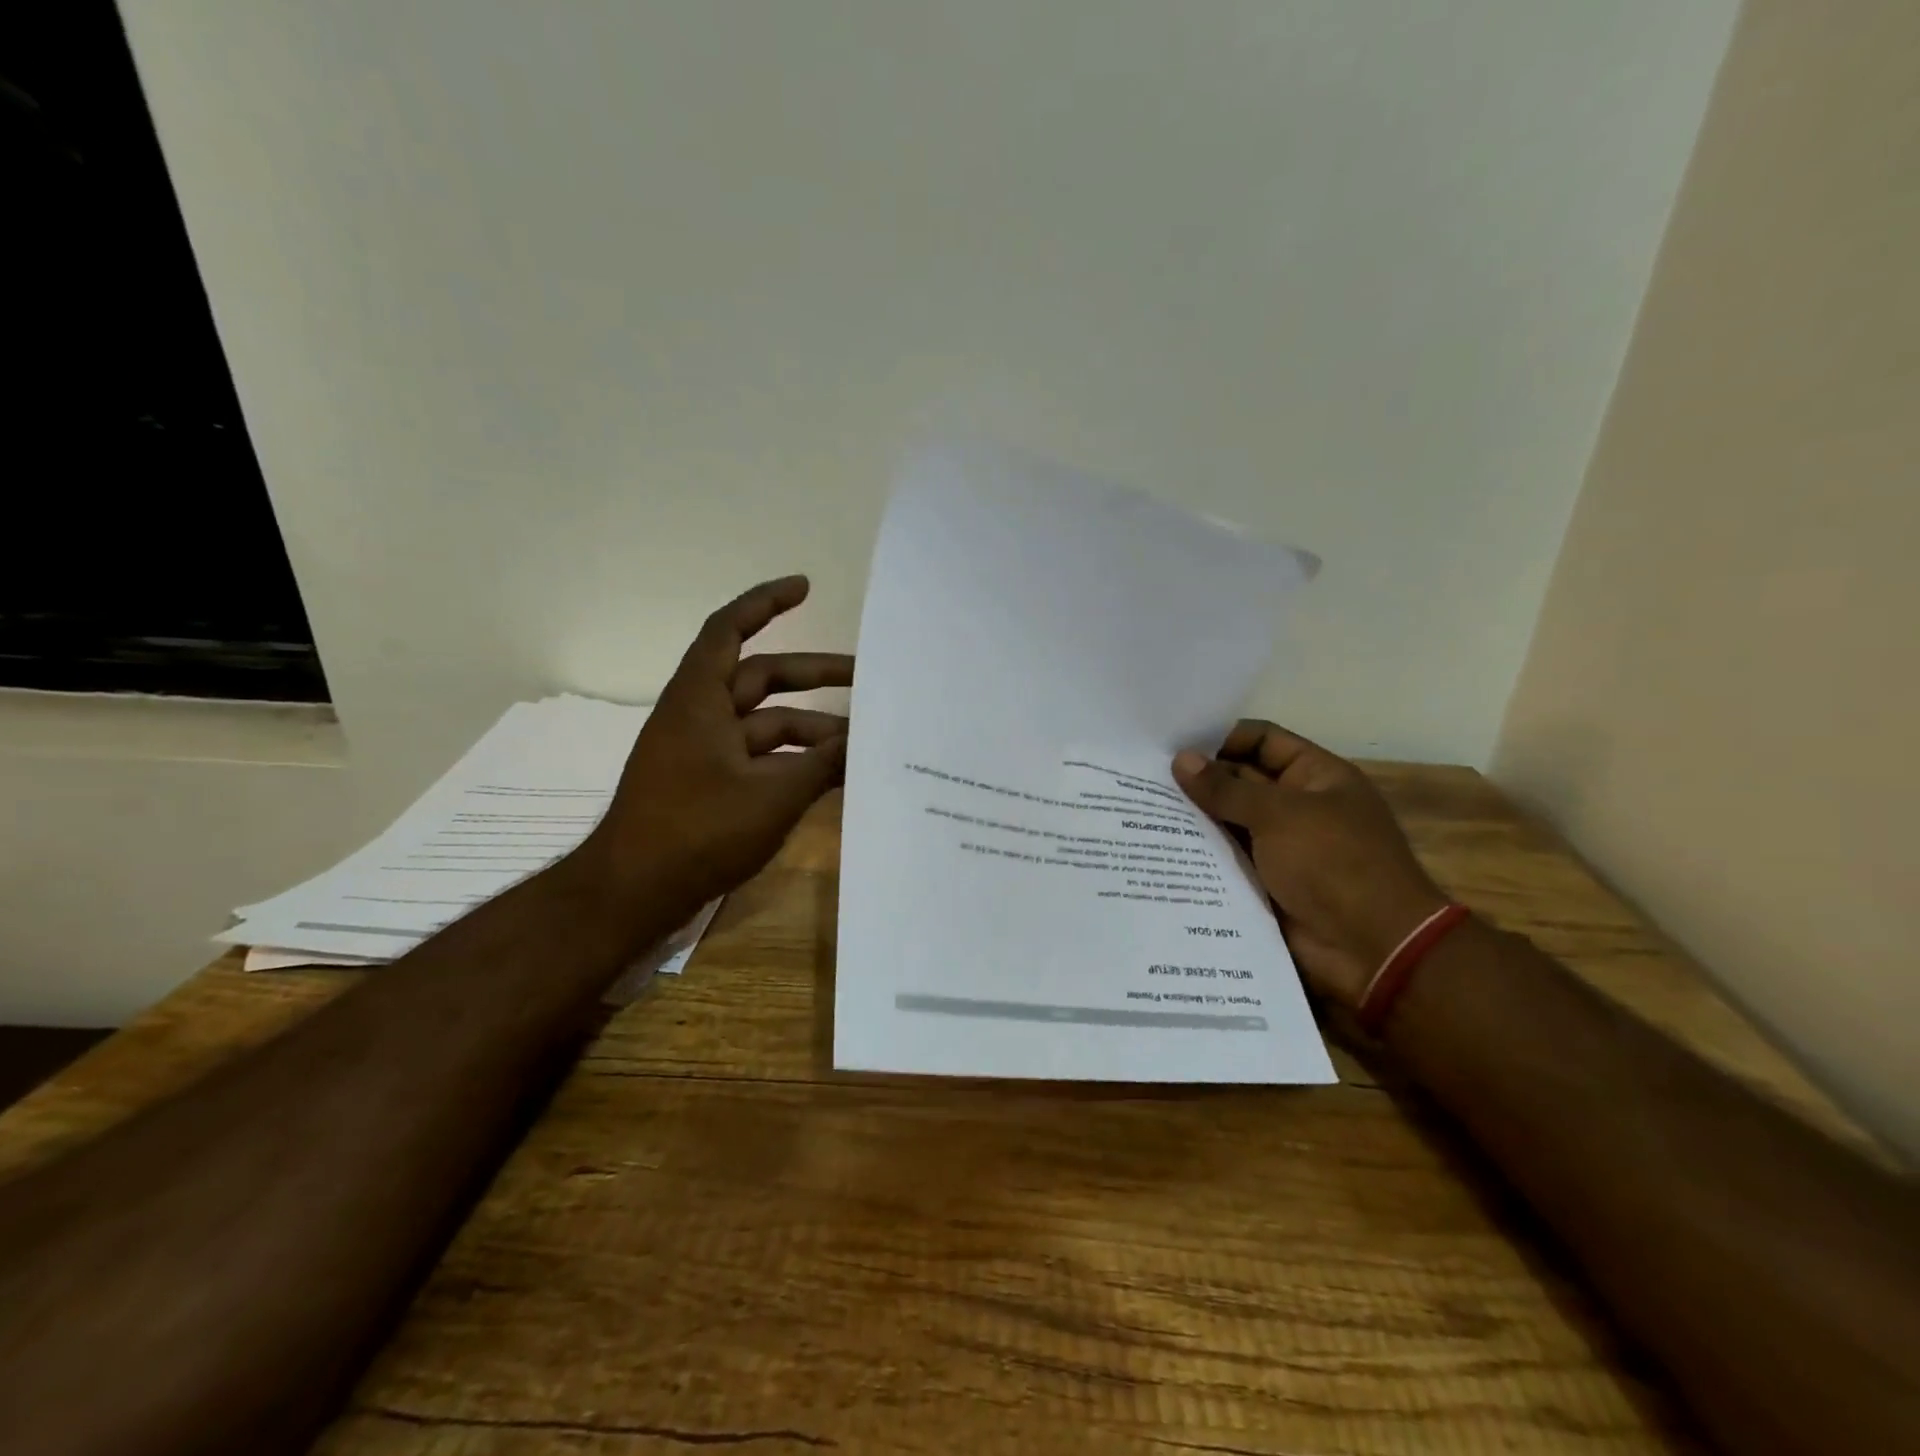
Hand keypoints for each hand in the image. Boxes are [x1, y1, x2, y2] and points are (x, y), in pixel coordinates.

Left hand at [584, 576, 851, 922]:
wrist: (633, 893)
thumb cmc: (697, 831)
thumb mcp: (772, 796)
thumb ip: (822, 764)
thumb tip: (864, 740)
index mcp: (700, 700)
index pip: (730, 630)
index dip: (765, 602)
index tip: (805, 587)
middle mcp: (700, 716)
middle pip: (762, 679)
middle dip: (815, 676)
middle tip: (866, 679)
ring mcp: (704, 753)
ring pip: (767, 725)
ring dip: (811, 730)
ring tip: (862, 743)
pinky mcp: (710, 785)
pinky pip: (760, 758)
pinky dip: (793, 762)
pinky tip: (832, 776)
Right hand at [1172, 722, 1447, 1007]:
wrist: (1372, 949)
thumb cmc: (1333, 864)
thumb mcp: (1278, 815)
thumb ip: (1226, 788)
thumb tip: (1180, 760)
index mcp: (1316, 777)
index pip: (1263, 740)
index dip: (1222, 738)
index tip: (1174, 745)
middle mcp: (1298, 806)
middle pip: (1241, 780)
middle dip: (1200, 779)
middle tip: (1144, 777)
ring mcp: (1281, 847)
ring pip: (1229, 822)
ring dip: (1194, 818)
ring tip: (1143, 809)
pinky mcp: (1266, 882)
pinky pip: (1227, 859)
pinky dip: (1200, 854)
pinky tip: (1159, 847)